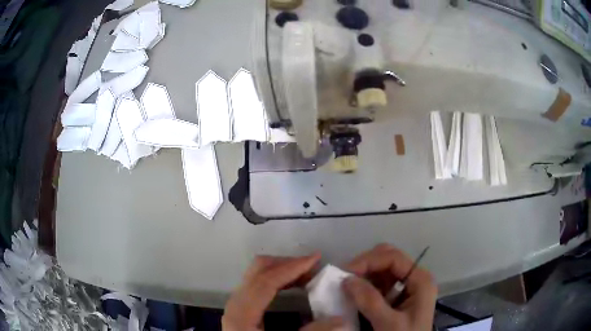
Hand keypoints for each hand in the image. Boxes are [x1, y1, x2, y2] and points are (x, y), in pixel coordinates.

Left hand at [222, 253, 320, 330]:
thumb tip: (341, 319)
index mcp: (242, 312)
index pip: (267, 281)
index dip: (292, 267)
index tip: (316, 258)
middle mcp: (236, 302)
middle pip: (259, 269)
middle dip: (287, 264)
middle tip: (313, 268)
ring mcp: (237, 303)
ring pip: (258, 274)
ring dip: (283, 270)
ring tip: (308, 275)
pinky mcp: (242, 307)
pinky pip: (259, 283)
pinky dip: (278, 279)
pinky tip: (293, 285)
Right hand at [342, 244, 436, 330]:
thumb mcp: (389, 323)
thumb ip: (370, 302)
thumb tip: (347, 279)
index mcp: (420, 280)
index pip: (393, 258)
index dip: (368, 261)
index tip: (344, 273)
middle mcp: (414, 278)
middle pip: (388, 259)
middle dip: (365, 265)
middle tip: (344, 278)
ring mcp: (406, 287)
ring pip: (381, 270)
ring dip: (363, 275)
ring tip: (346, 286)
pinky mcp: (397, 296)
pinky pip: (379, 283)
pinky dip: (365, 285)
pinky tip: (354, 294)